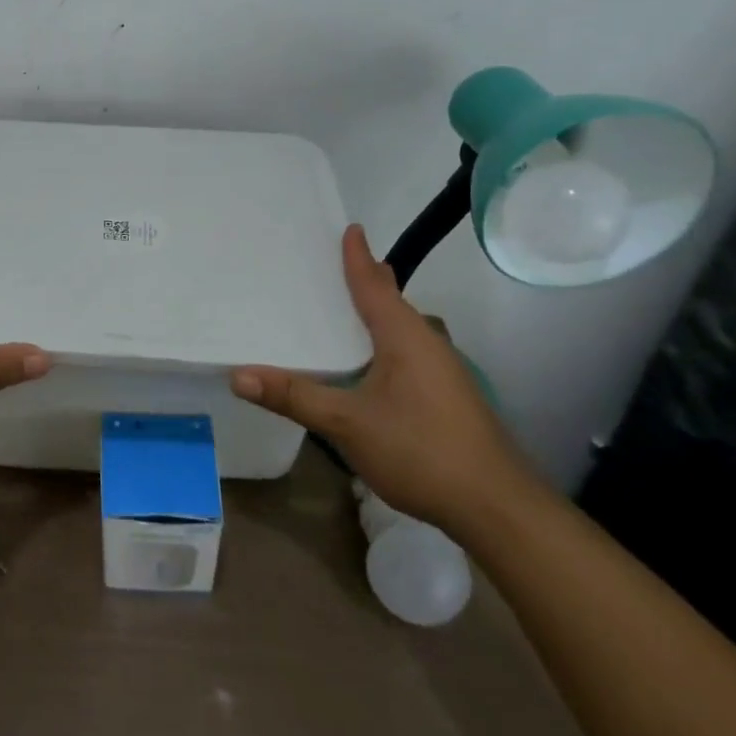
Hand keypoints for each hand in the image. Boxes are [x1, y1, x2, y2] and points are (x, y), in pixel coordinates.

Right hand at [231, 225, 528, 528]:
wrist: (497, 508)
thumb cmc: (421, 450)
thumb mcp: (347, 424)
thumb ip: (294, 396)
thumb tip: (238, 375)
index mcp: (404, 335)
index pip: (374, 284)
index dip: (357, 256)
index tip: (348, 228)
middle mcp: (426, 342)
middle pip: (389, 300)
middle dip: (364, 279)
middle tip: (328, 264)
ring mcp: (441, 370)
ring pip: (399, 328)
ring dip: (372, 312)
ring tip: (340, 307)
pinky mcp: (445, 395)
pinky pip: (404, 351)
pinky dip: (379, 340)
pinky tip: (363, 361)